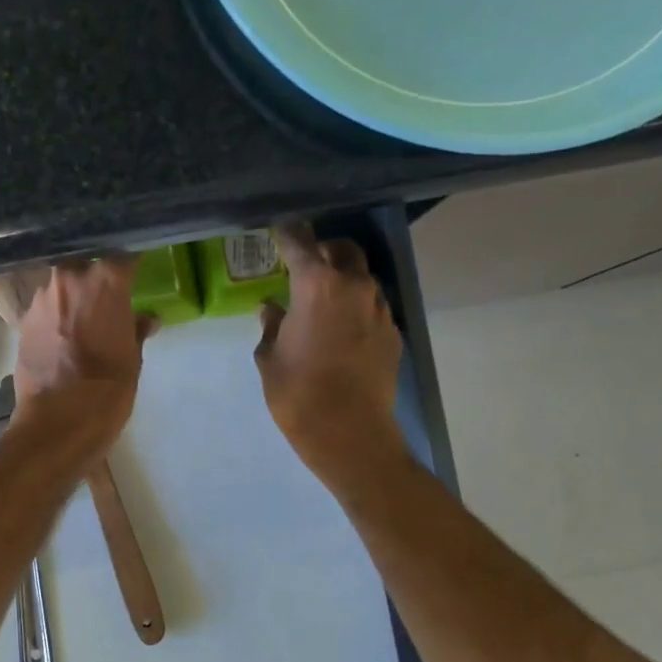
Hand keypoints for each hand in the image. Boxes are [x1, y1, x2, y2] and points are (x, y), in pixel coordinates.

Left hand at [14, 257, 154, 464]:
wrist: (58, 421)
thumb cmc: (107, 389)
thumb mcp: (133, 359)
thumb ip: (136, 330)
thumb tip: (146, 319)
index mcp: (105, 280)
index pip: (123, 257)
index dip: (130, 265)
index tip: (136, 272)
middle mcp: (69, 279)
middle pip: (85, 266)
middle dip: (95, 278)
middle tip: (107, 298)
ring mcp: (41, 299)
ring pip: (61, 288)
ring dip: (72, 299)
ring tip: (83, 322)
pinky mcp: (22, 322)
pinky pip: (45, 310)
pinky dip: (55, 318)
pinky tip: (62, 338)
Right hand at [255, 223, 404, 485]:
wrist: (349, 431)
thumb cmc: (297, 393)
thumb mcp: (270, 358)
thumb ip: (272, 326)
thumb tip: (272, 309)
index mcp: (316, 285)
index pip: (300, 242)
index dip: (288, 233)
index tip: (279, 229)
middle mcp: (354, 287)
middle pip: (343, 250)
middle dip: (324, 251)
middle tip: (305, 265)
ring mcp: (379, 309)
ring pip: (362, 278)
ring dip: (343, 280)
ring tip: (324, 301)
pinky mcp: (392, 333)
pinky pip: (372, 308)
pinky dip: (356, 309)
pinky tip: (341, 331)